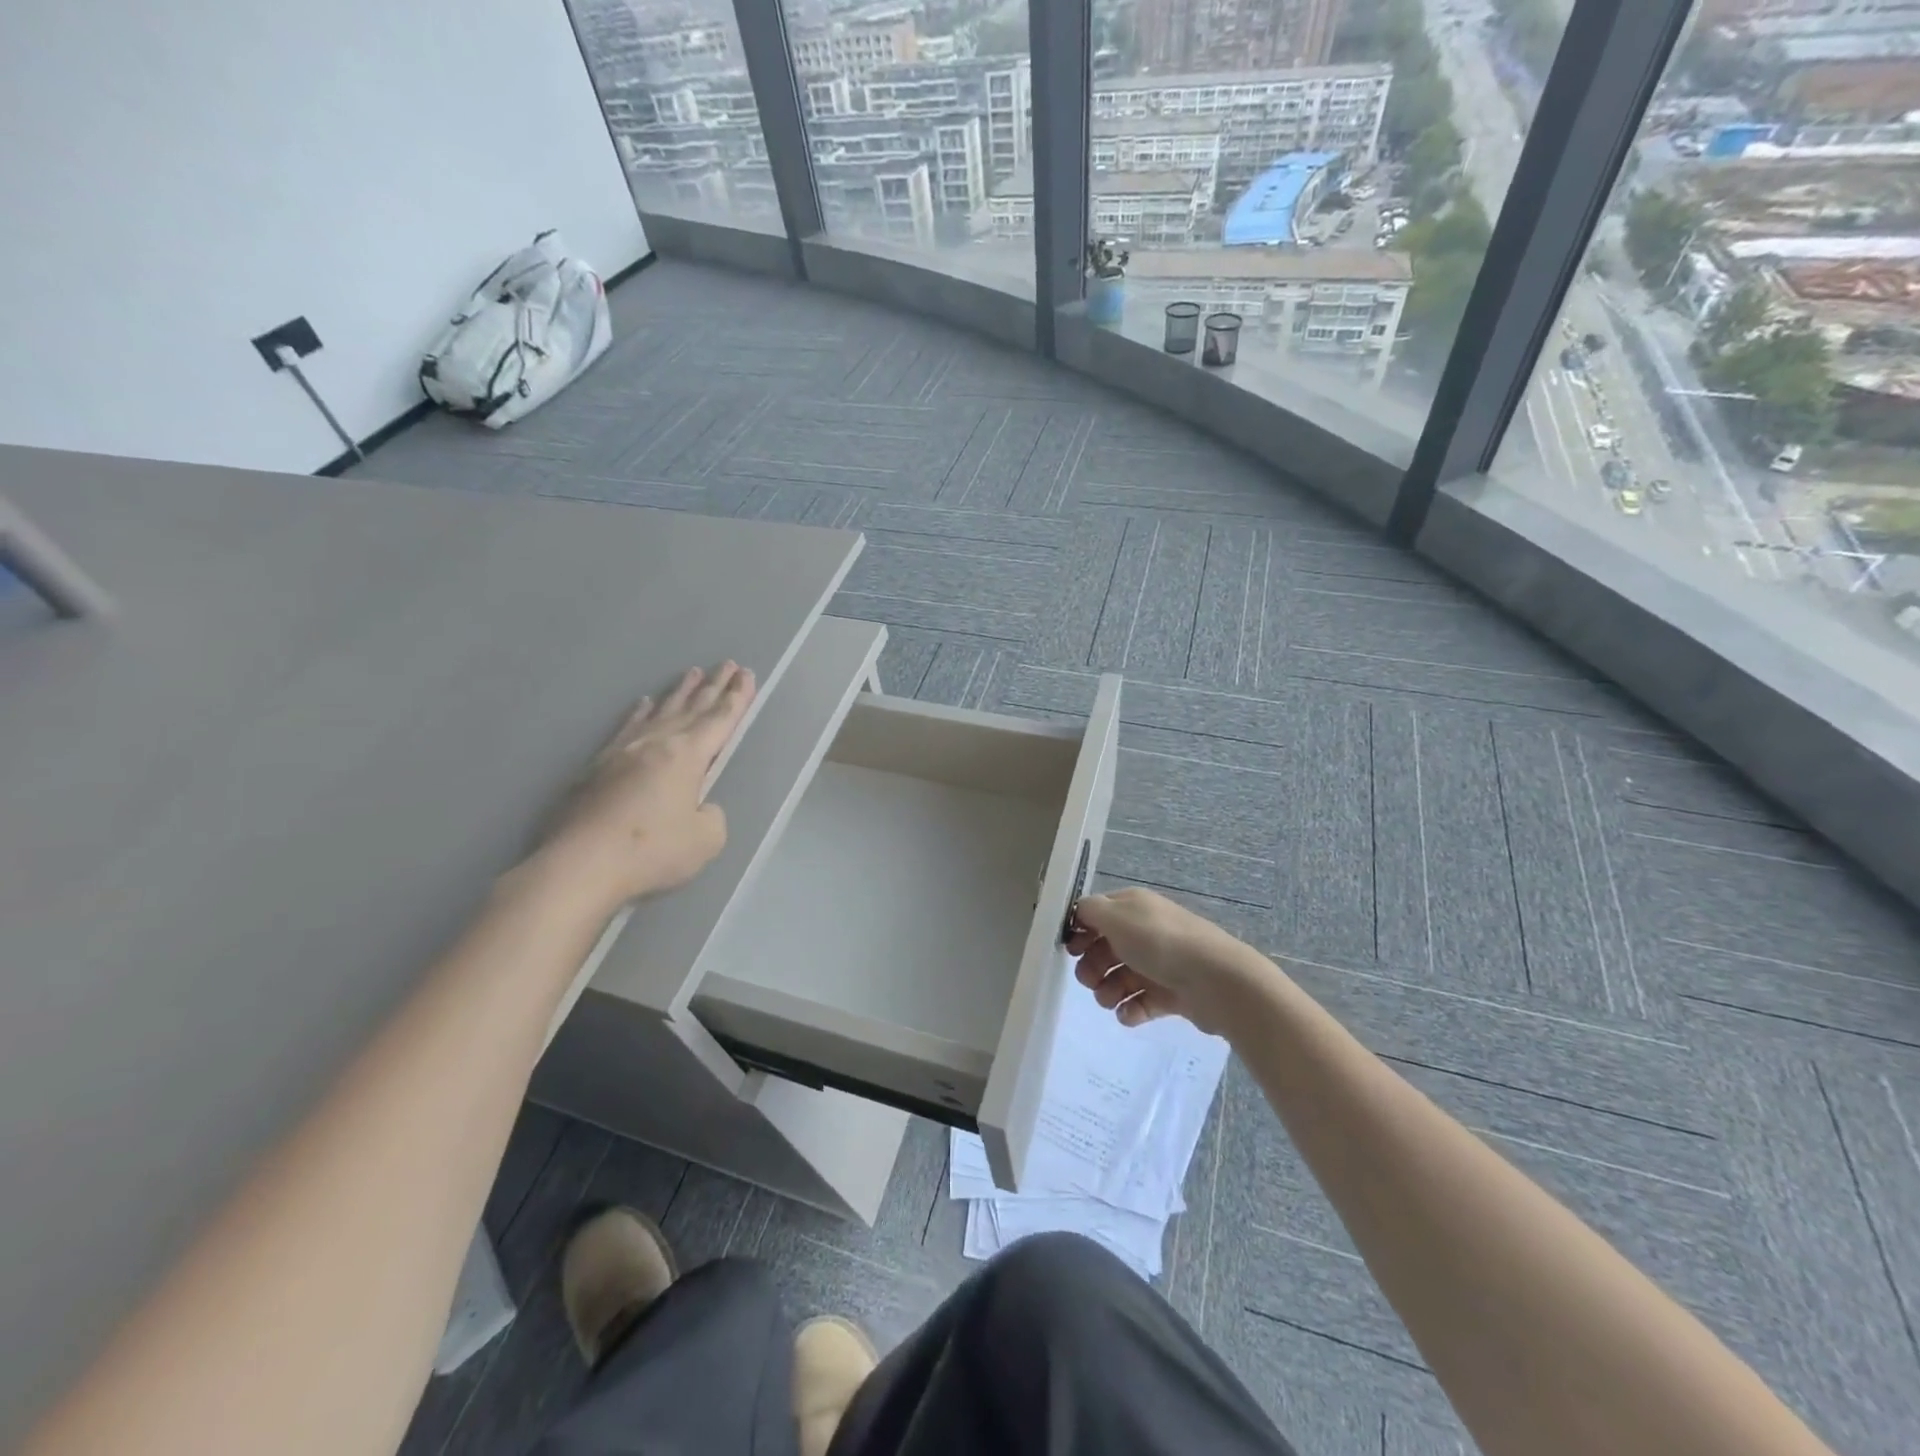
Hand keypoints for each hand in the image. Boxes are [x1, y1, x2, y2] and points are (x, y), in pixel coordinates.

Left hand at [528, 662, 755, 913]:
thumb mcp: (705, 839)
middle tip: (727, 664)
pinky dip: (640, 714)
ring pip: (659, 713)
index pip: (719, 720)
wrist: (581, 865)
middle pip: (692, 708)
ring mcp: (623, 752)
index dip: (736, 698)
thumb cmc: (651, 851)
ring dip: (679, 693)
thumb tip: (698, 806)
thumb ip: (711, 816)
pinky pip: (627, 727)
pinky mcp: (598, 766)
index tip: (746, 675)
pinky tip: (643, 704)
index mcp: (687, 756)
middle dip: (713, 686)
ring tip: (691, 673)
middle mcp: (656, 744)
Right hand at [1065, 887, 1276, 1035]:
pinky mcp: (1171, 994)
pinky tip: (1129, 1014)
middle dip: (1092, 967)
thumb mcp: (1117, 916)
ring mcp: (1159, 963)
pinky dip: (1130, 1009)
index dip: (1080, 932)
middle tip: (1091, 980)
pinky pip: (1141, 1002)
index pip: (1096, 914)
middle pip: (1105, 949)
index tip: (1071, 950)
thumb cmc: (1160, 943)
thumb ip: (1089, 911)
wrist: (1216, 981)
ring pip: (1120, 977)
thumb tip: (1077, 914)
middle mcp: (1145, 931)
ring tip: (1111, 1001)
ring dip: (1107, 991)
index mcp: (1133, 907)